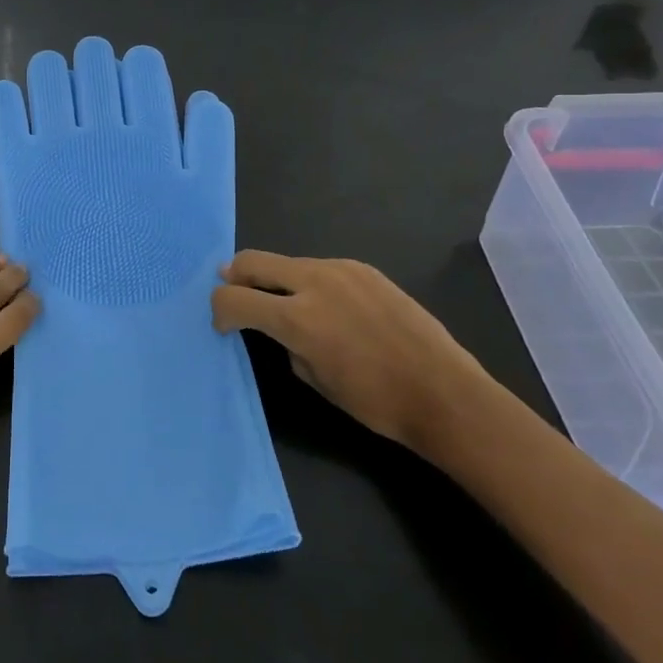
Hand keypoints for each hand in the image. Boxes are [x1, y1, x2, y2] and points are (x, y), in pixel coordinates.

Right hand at [211, 250, 489, 455]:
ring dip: (276, 279)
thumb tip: (281, 328)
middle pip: (253, 261)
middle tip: (234, 293)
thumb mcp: (315, 379)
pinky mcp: (365, 269)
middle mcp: (314, 281)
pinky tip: (328, 307)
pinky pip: (321, 268)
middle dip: (235, 277)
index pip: (234, 299)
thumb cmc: (375, 401)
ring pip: (289, 263)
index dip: (219, 311)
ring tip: (285, 304)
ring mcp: (342, 269)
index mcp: (296, 317)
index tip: (223, 325)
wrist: (443, 392)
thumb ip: (287, 343)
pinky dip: (309, 282)